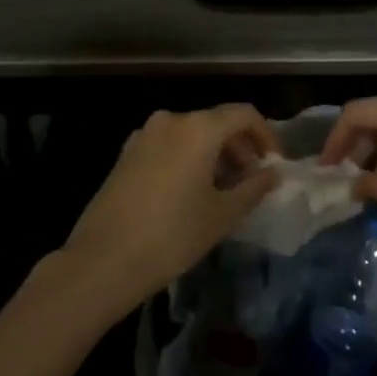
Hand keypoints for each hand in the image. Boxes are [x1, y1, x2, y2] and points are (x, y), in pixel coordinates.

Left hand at [60, 105, 279, 317]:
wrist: (102, 260)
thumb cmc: (172, 235)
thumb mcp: (222, 215)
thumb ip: (253, 188)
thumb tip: (271, 174)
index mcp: (199, 128)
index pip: (244, 114)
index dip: (265, 136)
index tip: (274, 164)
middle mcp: (171, 120)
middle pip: (216, 122)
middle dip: (239, 147)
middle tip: (251, 181)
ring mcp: (144, 135)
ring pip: (191, 134)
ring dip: (214, 154)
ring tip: (222, 190)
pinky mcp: (126, 154)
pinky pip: (169, 145)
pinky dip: (188, 158)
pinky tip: (190, 192)